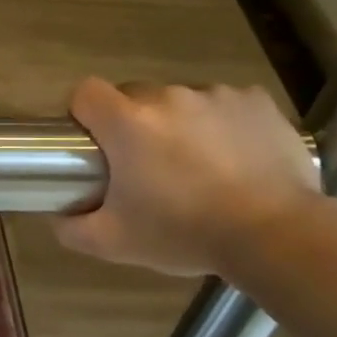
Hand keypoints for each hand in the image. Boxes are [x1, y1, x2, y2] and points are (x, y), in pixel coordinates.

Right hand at [57, 78, 320, 277]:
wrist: (276, 234)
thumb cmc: (185, 233)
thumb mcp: (114, 243)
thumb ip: (72, 228)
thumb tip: (59, 215)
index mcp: (128, 123)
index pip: (85, 92)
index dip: (84, 114)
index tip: (95, 144)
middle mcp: (168, 97)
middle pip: (135, 96)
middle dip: (134, 124)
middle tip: (148, 167)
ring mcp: (216, 95)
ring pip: (182, 102)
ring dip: (181, 125)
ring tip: (201, 169)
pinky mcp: (256, 101)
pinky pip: (226, 105)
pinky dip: (224, 125)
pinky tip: (236, 159)